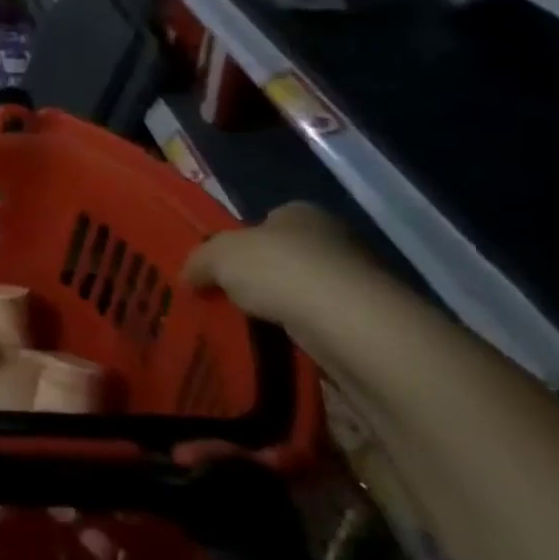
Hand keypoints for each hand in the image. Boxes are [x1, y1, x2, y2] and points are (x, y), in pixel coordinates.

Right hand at [184, 202, 379, 324]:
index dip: (241, 243)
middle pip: (285, 257)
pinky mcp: (370, 323)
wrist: (352, 324)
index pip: (265, 222)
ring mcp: (357, 282)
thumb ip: (199, 261)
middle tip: (231, 299)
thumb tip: (188, 277)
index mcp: (300, 212)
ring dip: (284, 310)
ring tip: (251, 328)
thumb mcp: (218, 256)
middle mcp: (334, 239)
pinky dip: (305, 336)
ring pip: (305, 293)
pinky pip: (323, 326)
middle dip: (262, 278)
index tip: (221, 269)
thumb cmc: (281, 270)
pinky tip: (283, 347)